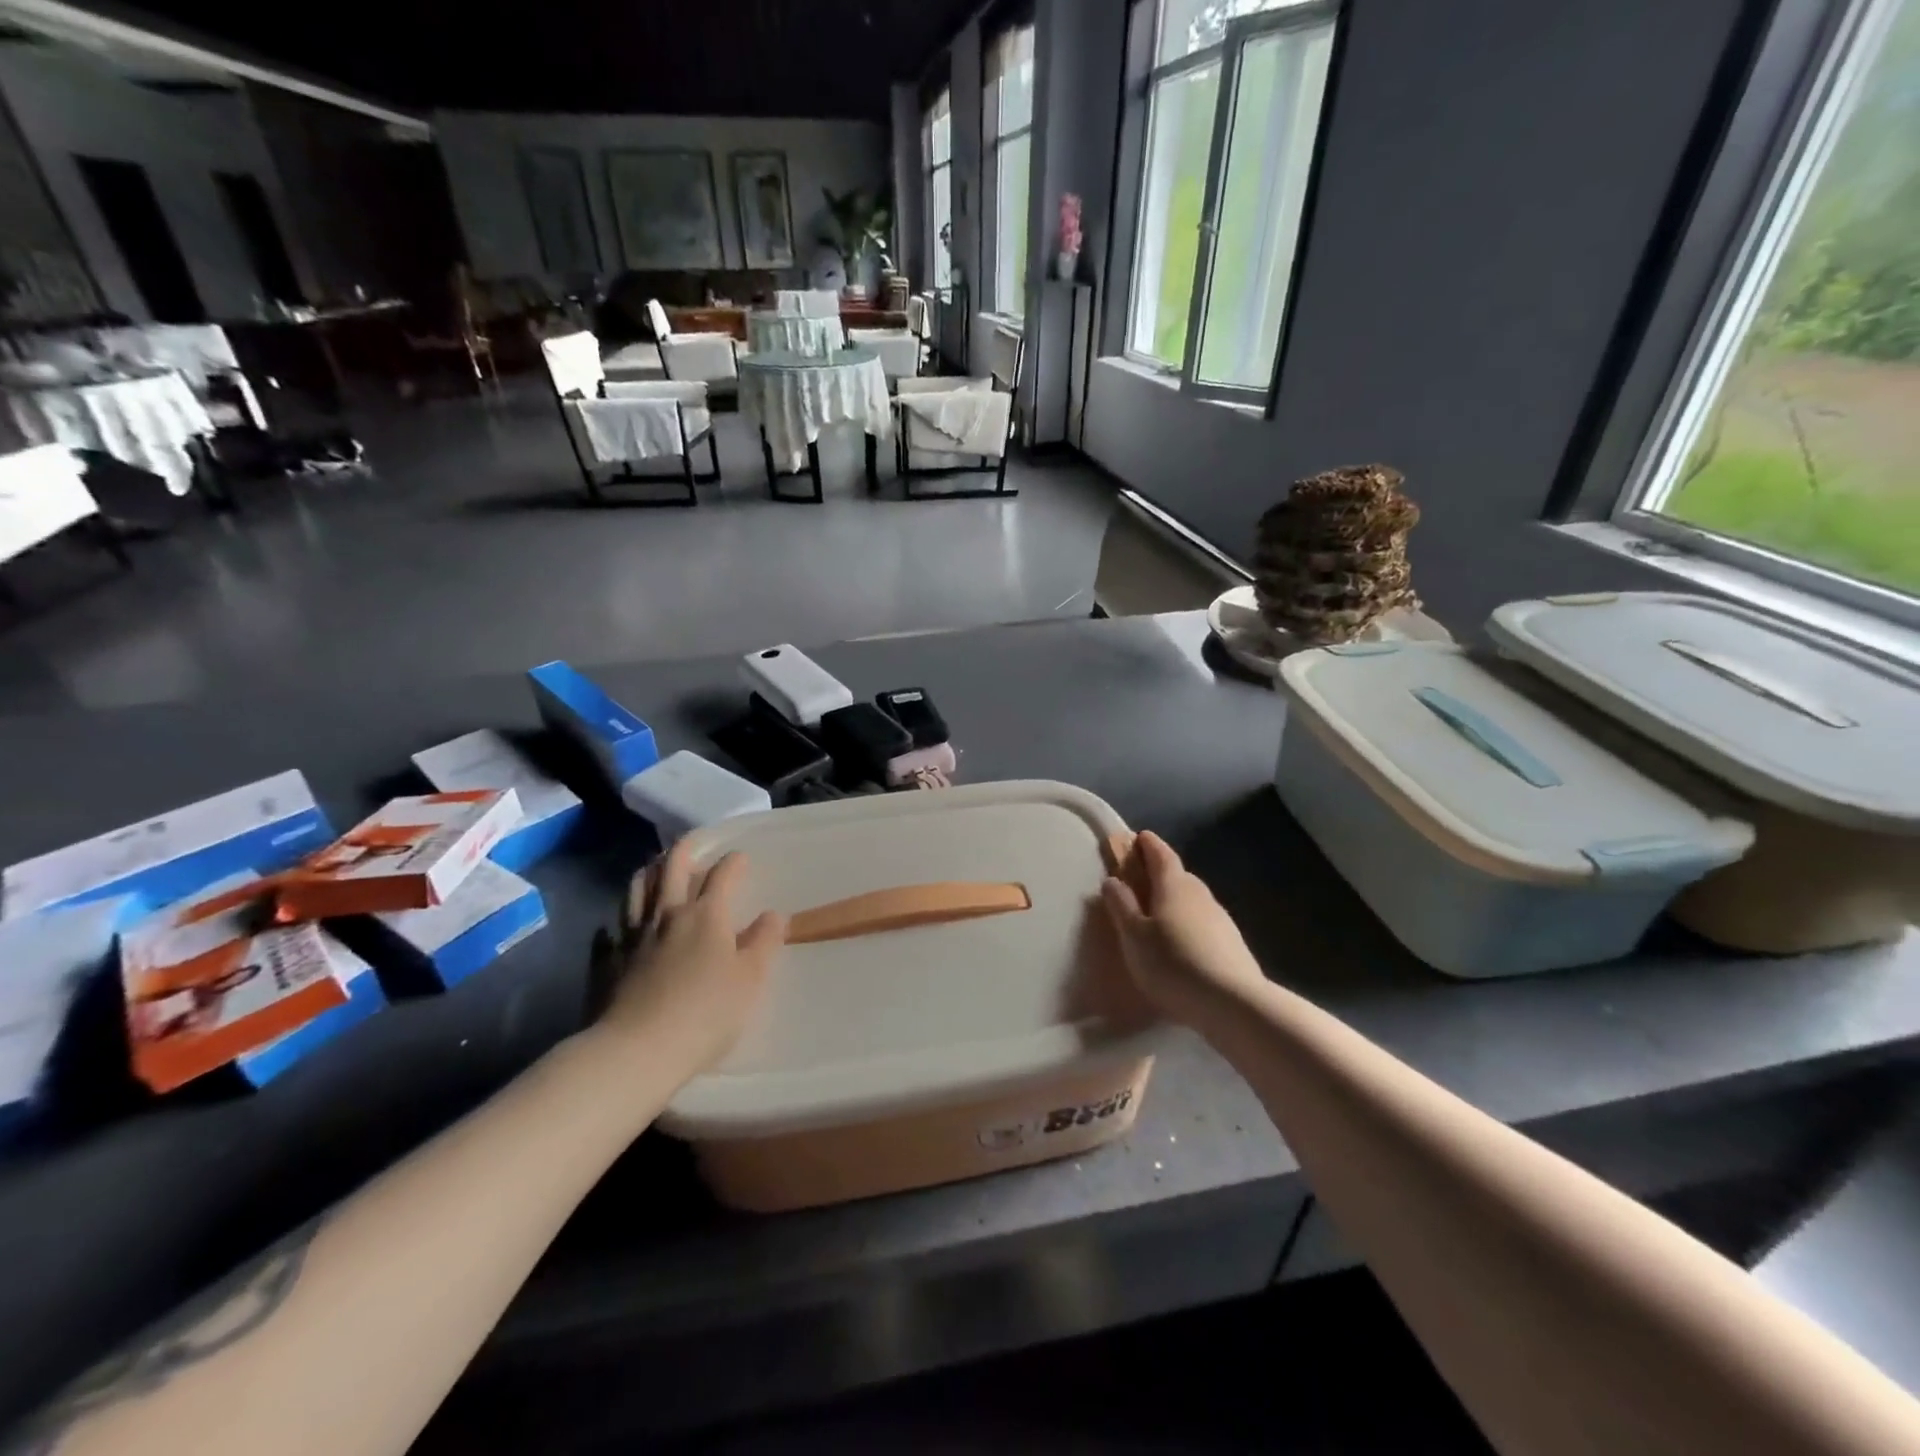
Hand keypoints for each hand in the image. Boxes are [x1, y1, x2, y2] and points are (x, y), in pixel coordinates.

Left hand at [589, 842, 786, 1080]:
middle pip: (672, 868)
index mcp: (707, 915)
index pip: (722, 874)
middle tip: (693, 842)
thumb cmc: (706, 1013)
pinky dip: (620, 918)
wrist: (637, 1051)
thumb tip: (773, 915)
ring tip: (656, 867)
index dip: (734, 862)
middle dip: (685, 850)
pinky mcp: (611, 960)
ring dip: (650, 872)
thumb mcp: (751, 979)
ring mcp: (634, 936)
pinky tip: (621, 923)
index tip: (741, 857)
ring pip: (638, 889)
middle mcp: (669, 915)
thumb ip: (764, 942)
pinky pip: (613, 928)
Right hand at [1101, 832, 1268, 1026]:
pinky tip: (1182, 943)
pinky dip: (1189, 922)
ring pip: (1193, 899)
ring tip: (1158, 915)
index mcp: (1173, 885)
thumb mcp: (1134, 936)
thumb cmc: (1173, 963)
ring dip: (1175, 900)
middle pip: (1178, 875)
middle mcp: (1200, 894)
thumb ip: (1122, 905)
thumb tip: (1112, 880)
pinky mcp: (1232, 942)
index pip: (1160, 854)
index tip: (1138, 838)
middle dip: (1160, 873)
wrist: (1233, 1003)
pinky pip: (1203, 922)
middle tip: (1141, 881)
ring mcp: (1220, 918)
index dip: (1148, 845)